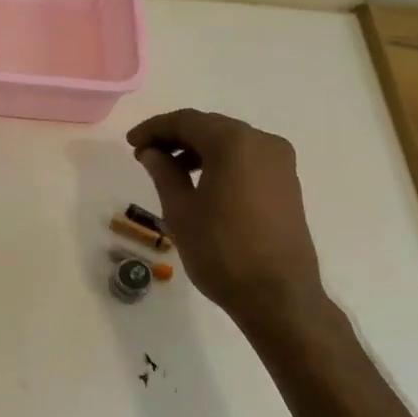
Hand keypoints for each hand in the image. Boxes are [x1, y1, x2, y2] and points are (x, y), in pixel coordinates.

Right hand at [127, 109, 326, 330]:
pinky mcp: (287, 183)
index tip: (130, 143)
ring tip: (169, 172)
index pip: (187, 121)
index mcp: (235, 142)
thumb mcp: (181, 211)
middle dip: (176, 137)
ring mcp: (280, 162)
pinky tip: (201, 184)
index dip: (154, 129)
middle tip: (145, 155)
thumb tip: (152, 152)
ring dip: (198, 150)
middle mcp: (263, 142)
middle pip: (211, 127)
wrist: (278, 295)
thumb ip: (164, 172)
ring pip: (230, 142)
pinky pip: (247, 159)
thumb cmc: (222, 251)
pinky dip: (220, 163)